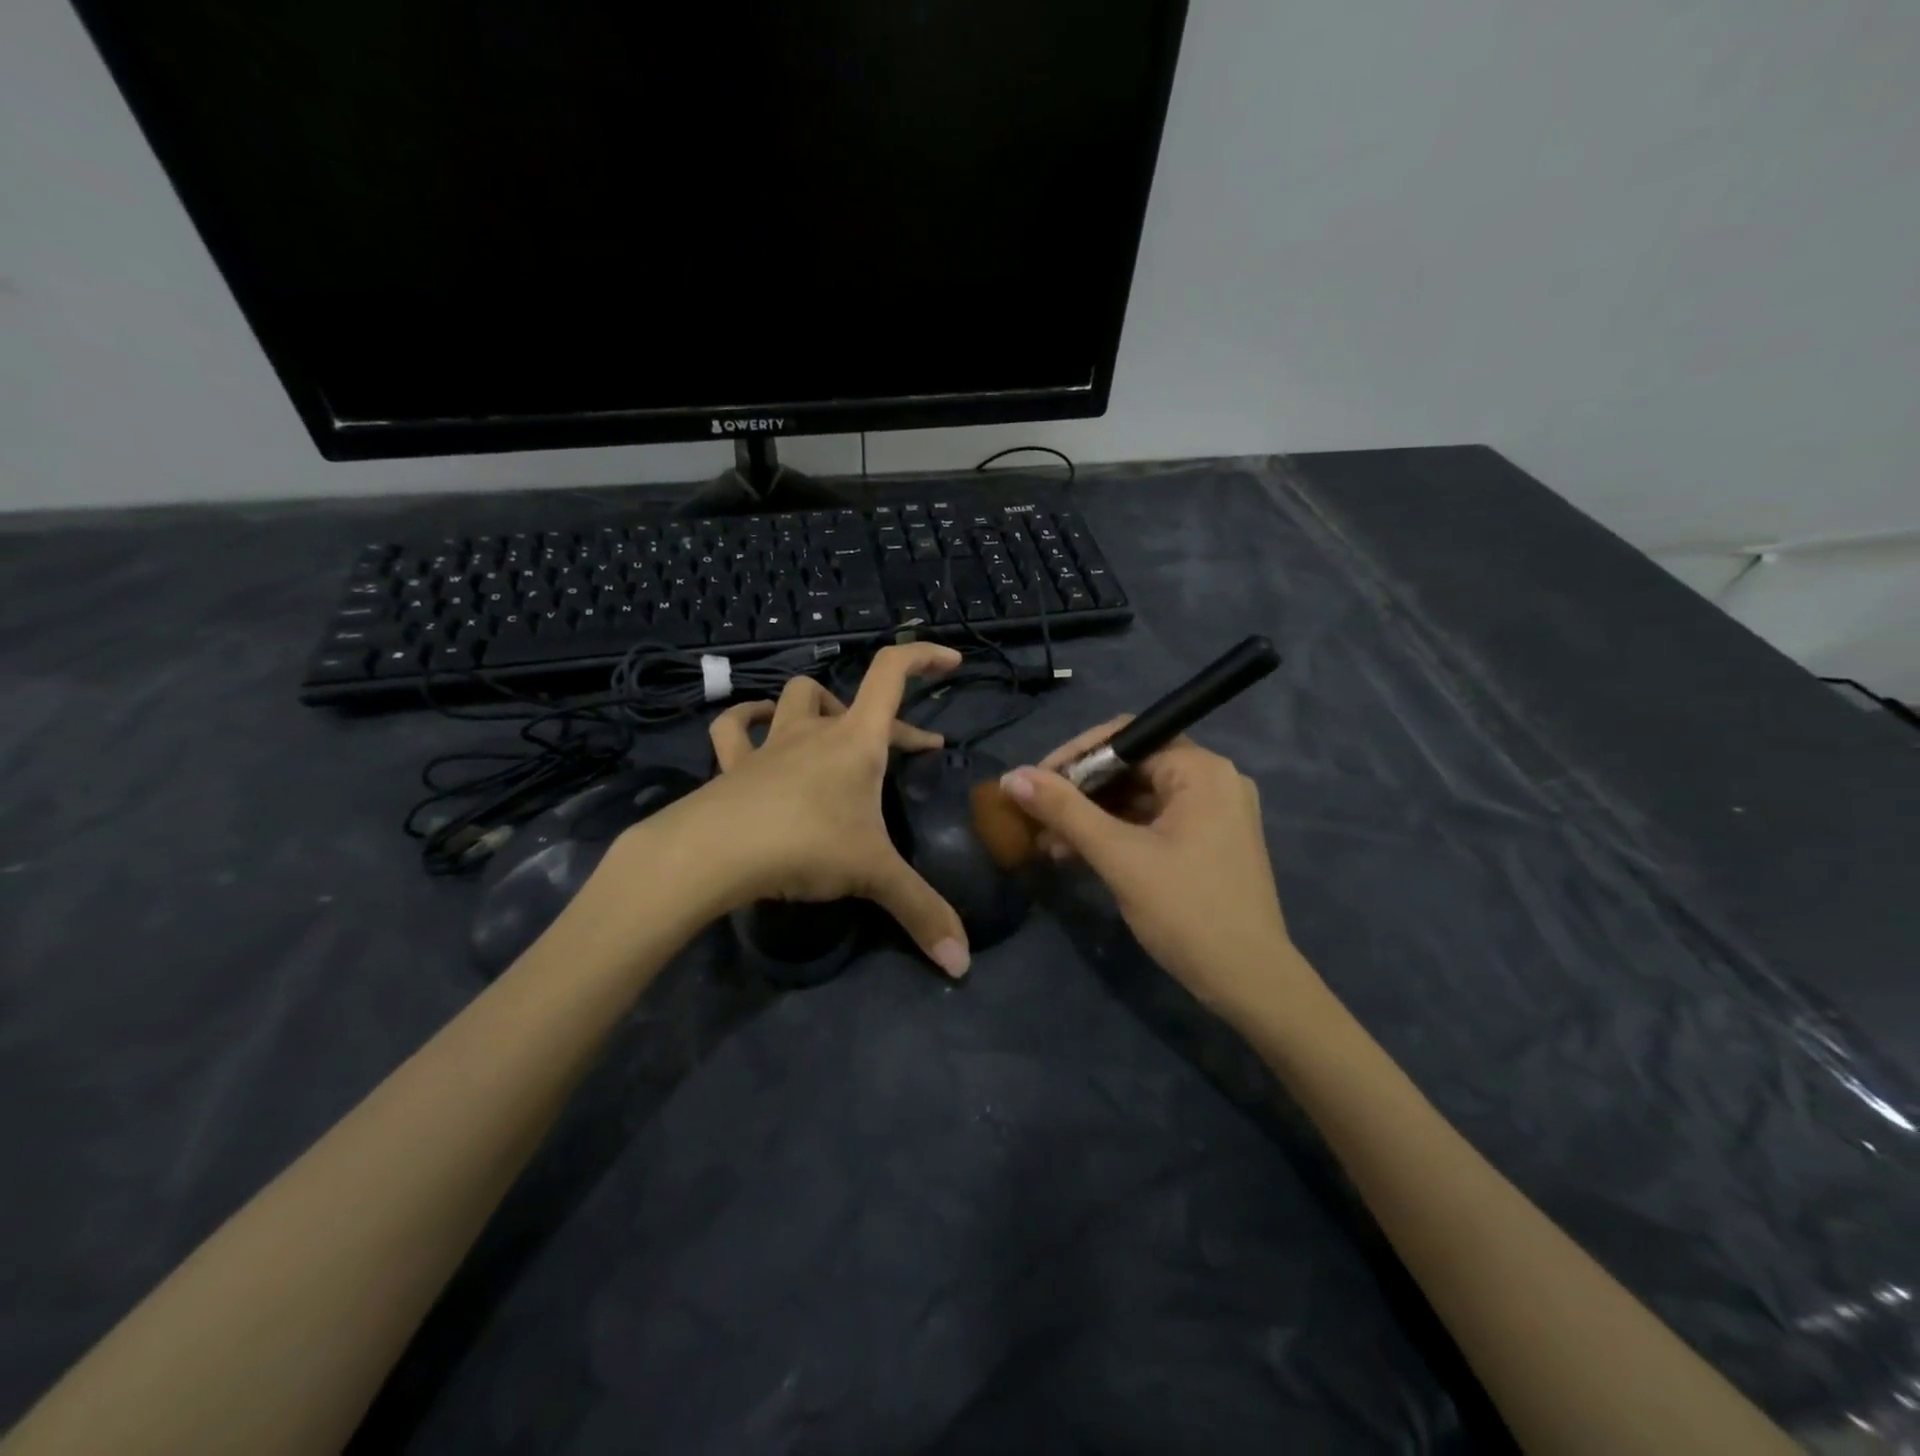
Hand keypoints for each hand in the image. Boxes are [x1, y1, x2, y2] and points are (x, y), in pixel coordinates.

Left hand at [650, 642, 971, 977]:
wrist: (712, 853)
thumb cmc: (804, 845)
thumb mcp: (873, 875)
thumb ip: (921, 912)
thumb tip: (962, 964)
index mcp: (856, 740)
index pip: (892, 673)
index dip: (923, 656)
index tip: (951, 661)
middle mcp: (814, 731)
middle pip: (854, 700)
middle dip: (891, 722)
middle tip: (915, 751)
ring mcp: (770, 744)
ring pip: (794, 699)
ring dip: (818, 706)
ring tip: (833, 728)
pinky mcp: (733, 765)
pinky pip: (734, 729)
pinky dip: (748, 721)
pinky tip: (756, 727)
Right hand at [999, 719, 1303, 1020]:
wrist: (1250, 983)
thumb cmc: (1186, 911)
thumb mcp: (1119, 856)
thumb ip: (1065, 811)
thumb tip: (1012, 777)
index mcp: (1201, 770)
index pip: (1125, 737)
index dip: (1074, 756)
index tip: (1035, 783)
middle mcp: (1213, 780)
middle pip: (1131, 766)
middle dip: (1079, 792)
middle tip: (1035, 816)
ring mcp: (1214, 813)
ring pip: (1138, 797)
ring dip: (1091, 816)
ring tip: (1047, 842)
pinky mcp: (1209, 842)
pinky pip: (1152, 822)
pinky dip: (1116, 834)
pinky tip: (1077, 855)